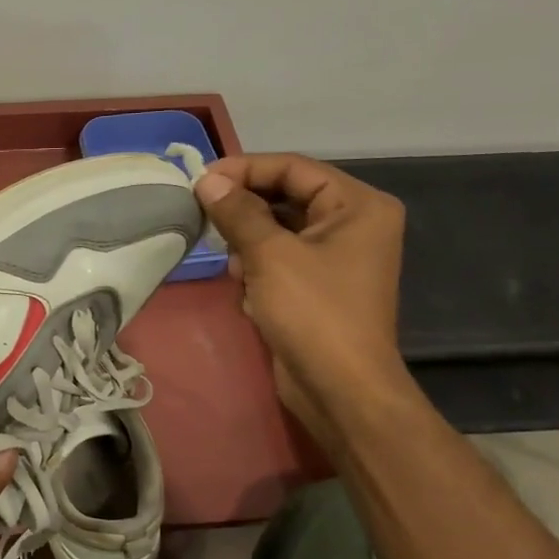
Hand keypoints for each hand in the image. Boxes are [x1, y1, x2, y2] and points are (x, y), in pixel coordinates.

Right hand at [193, 153, 410, 441]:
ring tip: (234, 265)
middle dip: (244, 209)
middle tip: (203, 214)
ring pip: (277, 229)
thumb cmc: (313, 312)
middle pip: (286, 196)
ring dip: (248, 242)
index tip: (200, 180)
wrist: (339, 389)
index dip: (245, 169)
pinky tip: (247, 291)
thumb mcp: (270, 255)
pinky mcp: (316, 285)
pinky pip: (278, 258)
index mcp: (358, 206)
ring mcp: (336, 257)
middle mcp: (353, 224)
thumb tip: (206, 180)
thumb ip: (237, 212)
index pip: (294, 168)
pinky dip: (257, 268)